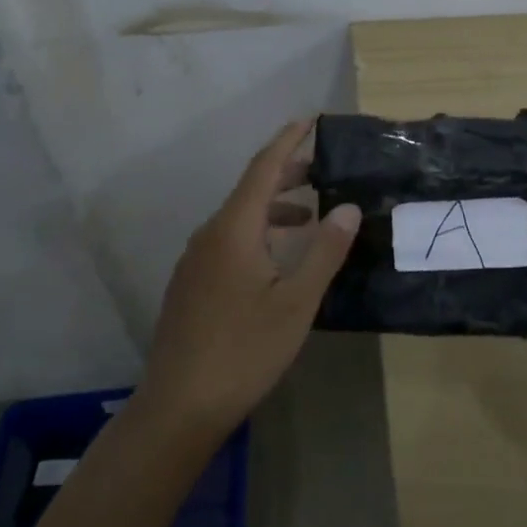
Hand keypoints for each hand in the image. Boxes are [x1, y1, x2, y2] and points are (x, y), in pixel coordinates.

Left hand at [138, 119, 361, 435]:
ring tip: (308, 217)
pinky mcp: (191, 284)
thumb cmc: (245, 350)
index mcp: (234, 229)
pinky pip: (228, 240)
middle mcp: (210, 235)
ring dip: (274, 208)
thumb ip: (324, 251)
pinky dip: (258, 232)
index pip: (263, 168)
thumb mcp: (296, 301)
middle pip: (250, 190)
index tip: (311, 120)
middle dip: (286, 174)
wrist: (178, 406)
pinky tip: (276, 259)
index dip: (288, 141)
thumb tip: (348, 207)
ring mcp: (195, 260)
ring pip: (239, 218)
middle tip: (322, 170)